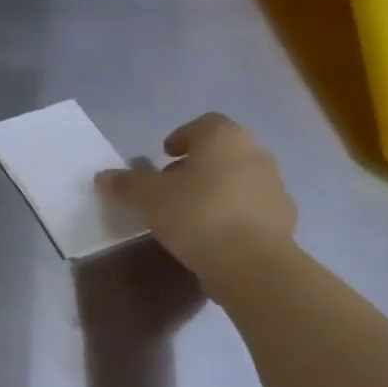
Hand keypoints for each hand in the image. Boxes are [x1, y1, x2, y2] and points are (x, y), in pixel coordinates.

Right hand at [95, 113, 296, 286]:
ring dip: (214, 188)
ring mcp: (274, 185)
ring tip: (187, 212)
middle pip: (222, 151)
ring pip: (237, 177)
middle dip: (196, 164)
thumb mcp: (147, 197)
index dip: (181, 137)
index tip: (162, 156)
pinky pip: (249, 205)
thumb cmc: (195, 214)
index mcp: (224, 139)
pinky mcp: (283, 216)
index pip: (203, 124)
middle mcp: (255, 153)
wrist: (251, 262)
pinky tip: (211, 233)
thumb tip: (104, 176)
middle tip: (169, 186)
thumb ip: (126, 183)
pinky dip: (231, 211)